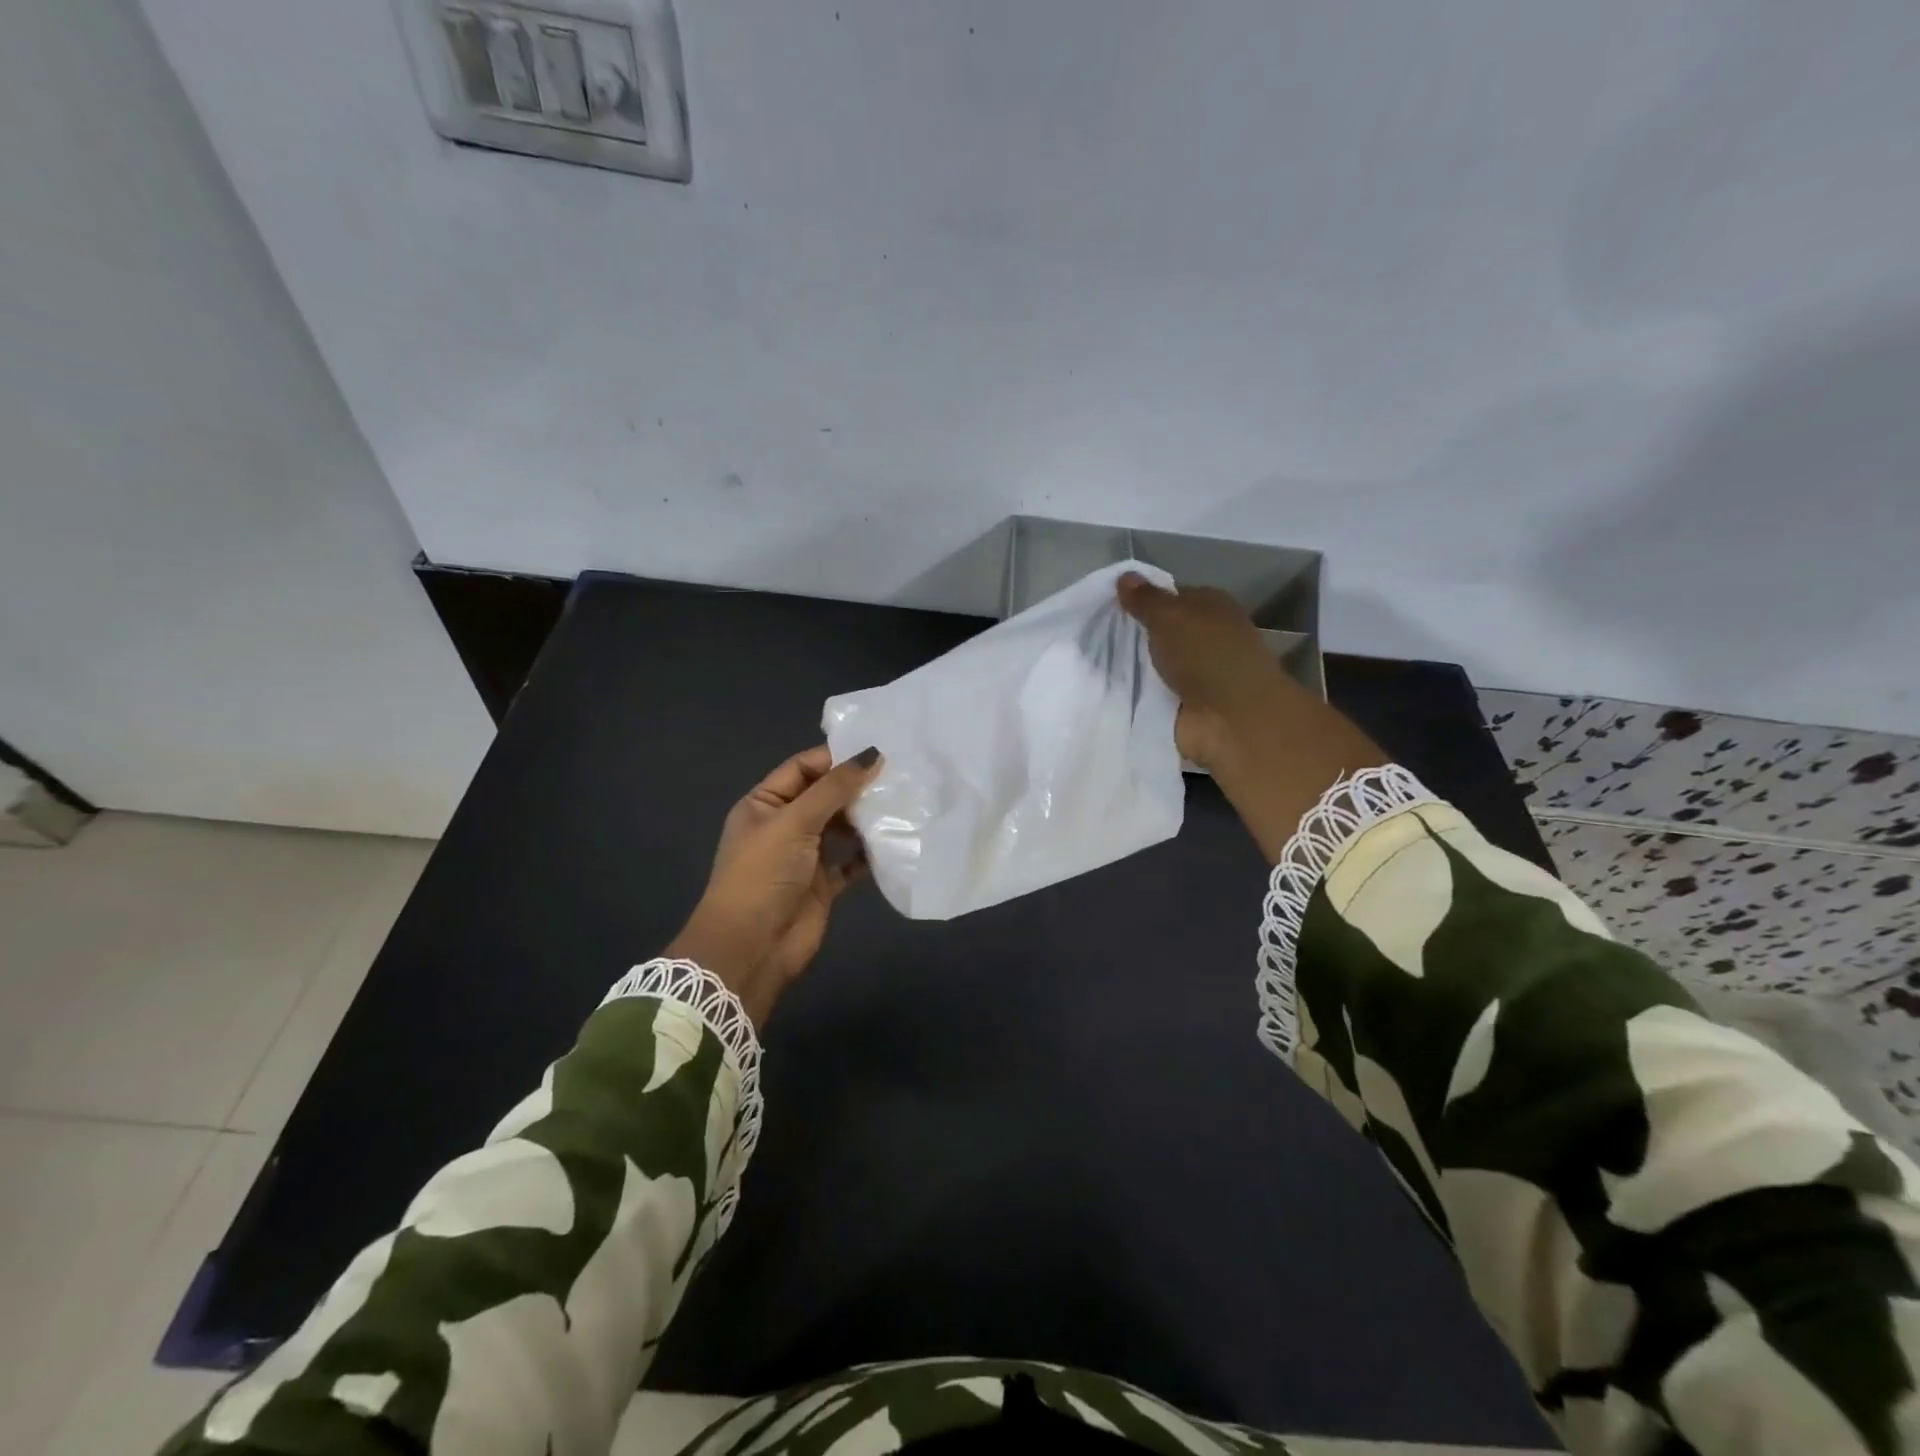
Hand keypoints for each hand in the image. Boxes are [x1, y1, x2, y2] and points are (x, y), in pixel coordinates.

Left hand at [666, 745, 881, 1026]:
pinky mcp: (823, 884)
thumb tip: (873, 754)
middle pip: (825, 796)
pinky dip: (869, 853)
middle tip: (900, 775)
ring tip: (904, 803)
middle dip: (856, 787)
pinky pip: (851, 861)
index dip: (835, 758)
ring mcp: (804, 856)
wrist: (751, 948)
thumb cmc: (763, 875)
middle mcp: (784, 826)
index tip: (877, 751)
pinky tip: (895, 841)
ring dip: (866, 818)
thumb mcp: (794, 823)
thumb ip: (834, 788)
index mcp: (764, 804)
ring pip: (841, 827)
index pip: (802, 768)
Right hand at [1118, 573, 1385, 861]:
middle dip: (1134, 634)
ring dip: (1133, 666)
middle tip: (1094, 634)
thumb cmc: (1207, 655)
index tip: (1110, 605)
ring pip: (1155, 663)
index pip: (1173, 596)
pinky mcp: (1184, 705)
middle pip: (1163, 632)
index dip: (1144, 599)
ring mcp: (1196, 674)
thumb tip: (1125, 577)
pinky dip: (1135, 693)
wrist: (1230, 719)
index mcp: (1212, 608)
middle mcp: (1206, 638)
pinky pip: (1152, 693)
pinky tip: (1107, 688)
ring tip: (1092, 662)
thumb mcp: (1171, 617)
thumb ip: (1146, 600)